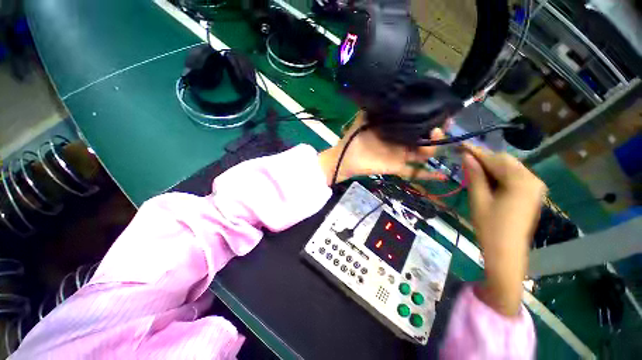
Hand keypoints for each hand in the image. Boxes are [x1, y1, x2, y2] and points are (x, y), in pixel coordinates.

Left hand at [318, 112, 445, 184]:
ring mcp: (401, 155)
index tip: (441, 109)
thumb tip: (390, 91)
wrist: (347, 157)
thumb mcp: (366, 117)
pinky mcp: (397, 167)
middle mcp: (401, 141)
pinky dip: (427, 175)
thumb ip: (377, 107)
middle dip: (438, 131)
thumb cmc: (355, 136)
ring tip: (435, 135)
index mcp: (396, 128)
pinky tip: (442, 176)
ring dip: (434, 146)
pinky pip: (414, 172)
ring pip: (424, 152)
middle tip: (442, 123)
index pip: (418, 122)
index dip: (430, 116)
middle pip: (425, 137)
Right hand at [462, 144, 546, 316]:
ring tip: (472, 171)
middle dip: (485, 160)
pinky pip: (514, 177)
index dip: (477, 152)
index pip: (496, 159)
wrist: (506, 252)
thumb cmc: (490, 226)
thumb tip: (467, 156)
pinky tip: (486, 180)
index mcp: (521, 181)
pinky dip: (499, 175)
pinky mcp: (532, 194)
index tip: (461, 145)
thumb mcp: (479, 199)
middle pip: (505, 161)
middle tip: (464, 161)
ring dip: (491, 167)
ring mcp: (535, 187)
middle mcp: (533, 179)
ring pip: (509, 168)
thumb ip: (475, 175)